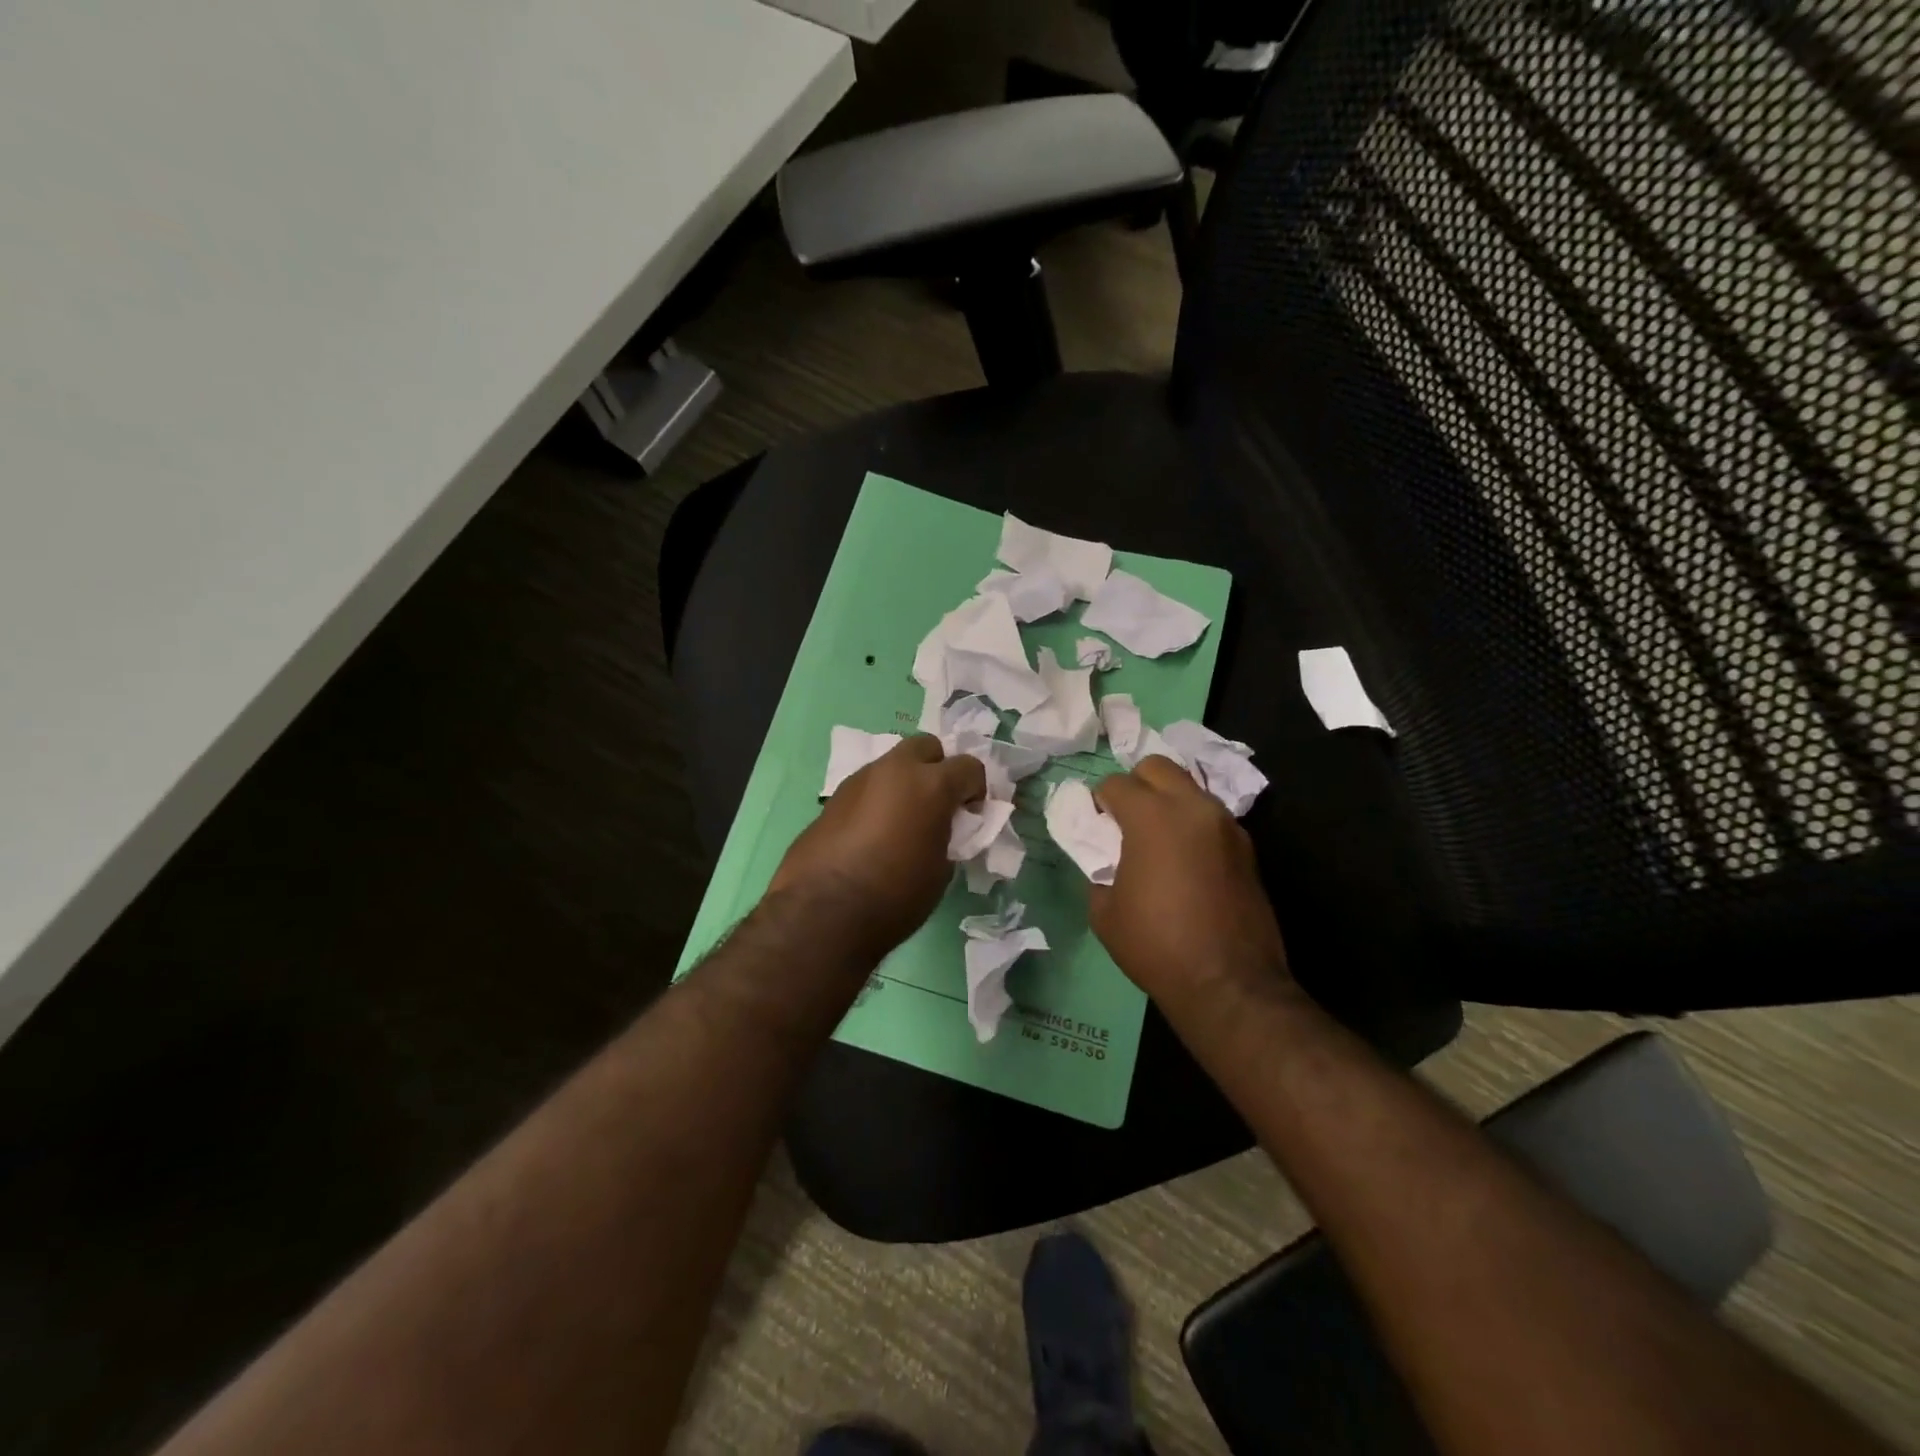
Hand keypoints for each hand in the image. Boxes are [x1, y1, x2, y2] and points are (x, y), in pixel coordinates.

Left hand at [771, 735, 985, 955]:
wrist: (822, 911)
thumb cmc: (895, 895)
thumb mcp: (940, 870)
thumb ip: (947, 836)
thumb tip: (938, 830)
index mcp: (931, 784)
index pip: (968, 766)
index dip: (975, 790)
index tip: (969, 815)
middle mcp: (895, 771)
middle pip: (926, 746)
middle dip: (937, 768)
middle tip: (937, 804)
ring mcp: (859, 780)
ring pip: (892, 764)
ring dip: (904, 783)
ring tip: (902, 822)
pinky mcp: (833, 798)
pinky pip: (866, 787)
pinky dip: (877, 800)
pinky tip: (872, 835)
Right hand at [1089, 756, 1290, 1004]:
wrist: (1228, 983)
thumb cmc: (1156, 945)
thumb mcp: (1105, 911)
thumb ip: (1099, 870)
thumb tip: (1105, 859)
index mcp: (1152, 817)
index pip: (1116, 784)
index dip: (1100, 801)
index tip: (1095, 823)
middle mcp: (1193, 808)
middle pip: (1158, 767)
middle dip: (1136, 783)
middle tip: (1125, 818)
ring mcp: (1226, 825)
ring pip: (1190, 788)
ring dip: (1168, 802)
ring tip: (1157, 839)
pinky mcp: (1247, 848)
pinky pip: (1211, 818)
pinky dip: (1193, 825)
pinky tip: (1185, 859)